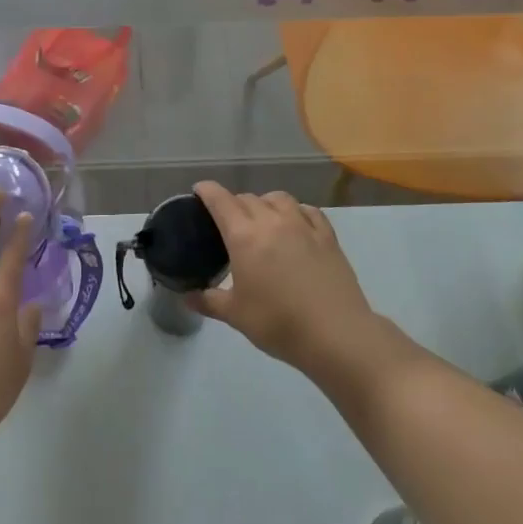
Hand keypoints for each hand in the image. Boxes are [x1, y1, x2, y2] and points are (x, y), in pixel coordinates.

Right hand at [187, 181, 386, 379]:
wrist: (335, 334)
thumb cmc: (278, 323)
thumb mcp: (236, 315)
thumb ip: (209, 301)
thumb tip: (187, 297)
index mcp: (244, 236)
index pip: (221, 201)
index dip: (207, 191)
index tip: (199, 189)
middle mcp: (272, 221)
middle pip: (248, 198)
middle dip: (234, 203)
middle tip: (228, 221)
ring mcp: (303, 225)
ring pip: (279, 198)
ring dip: (265, 202)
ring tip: (262, 218)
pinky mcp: (328, 236)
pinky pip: (308, 210)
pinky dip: (296, 211)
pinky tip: (296, 224)